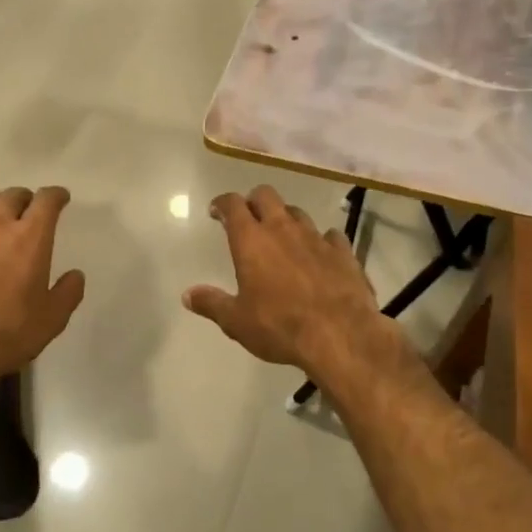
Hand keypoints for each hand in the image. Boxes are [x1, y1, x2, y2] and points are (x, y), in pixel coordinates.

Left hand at [0, 186, 84, 400]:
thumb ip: (68, 292)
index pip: (46, 201)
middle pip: (12, 196)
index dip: (56, 195)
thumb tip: (75, 275)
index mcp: (30, 239)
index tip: (60, 198)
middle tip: (29, 207)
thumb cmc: (6, 334)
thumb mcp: (52, 320)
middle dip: (25, 198)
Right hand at [183, 186, 399, 379]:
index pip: (233, 205)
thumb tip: (188, 295)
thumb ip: (212, 303)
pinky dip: (321, 241)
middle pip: (266, 196)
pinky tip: (320, 254)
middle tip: (248, 217)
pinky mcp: (343, 252)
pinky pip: (330, 236)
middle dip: (254, 201)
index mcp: (252, 240)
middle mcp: (283, 229)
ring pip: (297, 213)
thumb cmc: (279, 326)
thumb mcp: (237, 321)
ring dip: (286, 219)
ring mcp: (316, 238)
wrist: (340, 335)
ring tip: (282, 236)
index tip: (216, 210)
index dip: (223, 203)